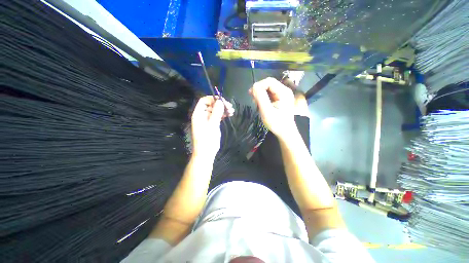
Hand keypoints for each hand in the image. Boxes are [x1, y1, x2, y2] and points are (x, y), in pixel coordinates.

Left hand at [191, 96, 233, 158]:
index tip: (222, 100)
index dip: (212, 99)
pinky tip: (230, 114)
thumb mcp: (212, 125)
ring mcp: (208, 120)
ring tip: (231, 111)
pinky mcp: (213, 124)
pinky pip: (218, 116)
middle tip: (229, 106)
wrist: (206, 152)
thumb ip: (216, 112)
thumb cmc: (207, 139)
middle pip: (211, 105)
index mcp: (198, 114)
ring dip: (223, 109)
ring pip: (216, 110)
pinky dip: (223, 114)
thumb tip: (220, 101)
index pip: (204, 101)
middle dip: (220, 104)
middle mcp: (202, 115)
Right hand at [249, 77, 296, 137]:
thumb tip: (254, 86)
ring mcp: (283, 94)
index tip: (251, 94)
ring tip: (256, 104)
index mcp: (284, 92)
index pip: (269, 81)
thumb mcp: (267, 111)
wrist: (285, 132)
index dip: (259, 85)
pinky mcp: (280, 98)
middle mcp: (284, 90)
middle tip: (253, 100)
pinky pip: (269, 94)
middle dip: (259, 90)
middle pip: (268, 84)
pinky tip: (260, 104)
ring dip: (260, 94)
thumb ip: (261, 98)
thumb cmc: (277, 123)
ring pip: (268, 88)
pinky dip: (263, 97)